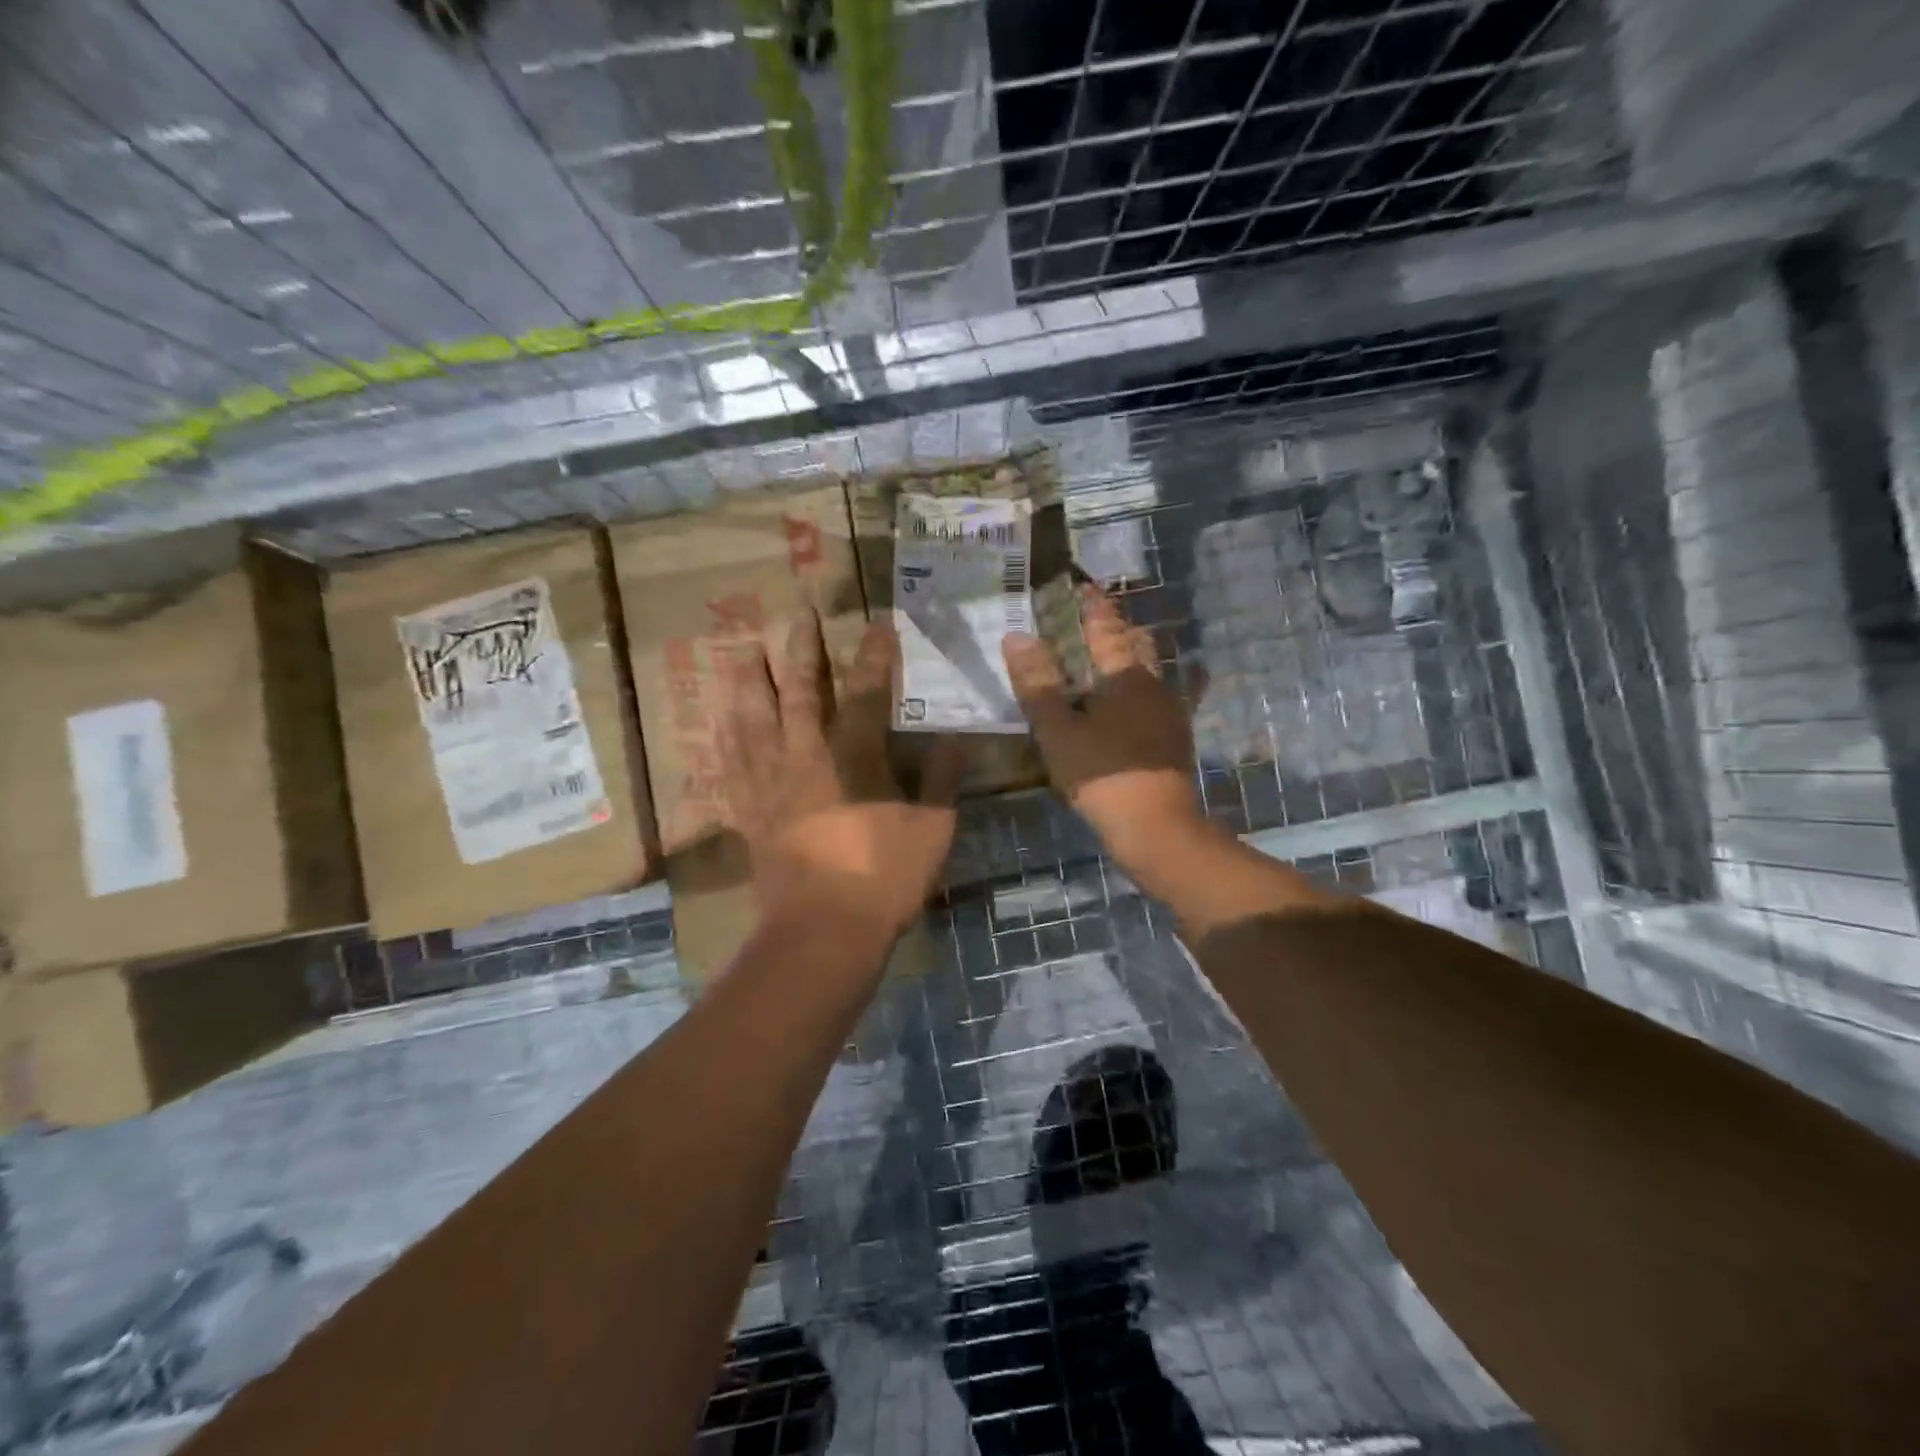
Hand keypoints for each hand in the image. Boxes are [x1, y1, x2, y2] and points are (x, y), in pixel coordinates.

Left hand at [716, 612, 962, 943]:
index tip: (877, 623)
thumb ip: (942, 780)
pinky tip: (718, 722)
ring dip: (747, 680)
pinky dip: (724, 738)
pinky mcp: (749, 812)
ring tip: (740, 649)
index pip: (867, 692)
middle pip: (799, 691)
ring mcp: (770, 784)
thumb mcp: (932, 830)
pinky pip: (729, 765)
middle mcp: (806, 757)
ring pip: (753, 719)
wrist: (822, 933)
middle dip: (800, 650)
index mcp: (855, 757)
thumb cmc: (884, 879)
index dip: (874, 655)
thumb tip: (957, 739)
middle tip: (798, 616)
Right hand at [1002, 585, 1210, 876]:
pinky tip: (1144, 702)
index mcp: (1123, 675)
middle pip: (1136, 644)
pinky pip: (1159, 701)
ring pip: (1150, 671)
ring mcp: (1169, 712)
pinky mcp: (1174, 738)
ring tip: (1108, 657)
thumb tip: (1016, 637)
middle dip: (1116, 628)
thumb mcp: (1058, 730)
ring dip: (1131, 657)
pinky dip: (1146, 691)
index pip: (1106, 627)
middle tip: (1092, 621)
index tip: (1083, 587)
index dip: (1093, 606)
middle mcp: (1152, 684)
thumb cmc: (1101, 773)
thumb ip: (1037, 683)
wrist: (1156, 826)